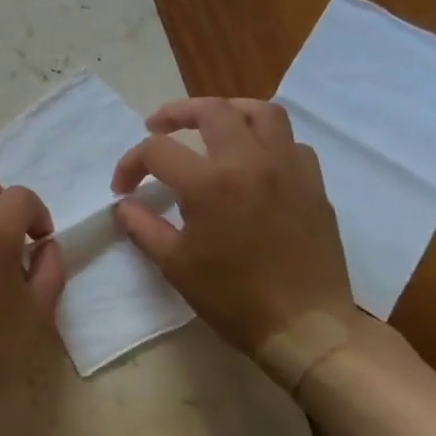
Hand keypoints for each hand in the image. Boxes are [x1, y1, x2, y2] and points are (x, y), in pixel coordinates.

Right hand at [111, 98, 356, 356]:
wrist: (304, 325)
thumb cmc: (232, 297)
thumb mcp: (175, 265)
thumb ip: (143, 227)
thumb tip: (124, 205)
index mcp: (210, 183)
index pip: (158, 150)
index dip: (130, 163)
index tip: (122, 187)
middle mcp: (250, 162)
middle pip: (211, 110)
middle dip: (176, 112)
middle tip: (157, 126)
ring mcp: (288, 169)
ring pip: (261, 112)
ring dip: (228, 110)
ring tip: (209, 124)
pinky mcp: (313, 184)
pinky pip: (290, 142)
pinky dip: (265, 140)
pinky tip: (252, 160)